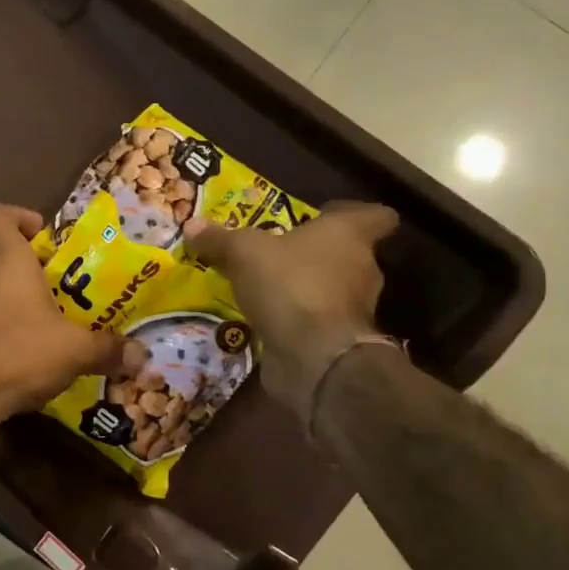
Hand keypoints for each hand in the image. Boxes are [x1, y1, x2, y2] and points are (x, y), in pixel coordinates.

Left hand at [0, 204, 127, 415]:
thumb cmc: (19, 351)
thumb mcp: (74, 350)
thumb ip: (107, 349)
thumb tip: (141, 355)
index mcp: (4, 259)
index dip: (18, 217)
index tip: (41, 236)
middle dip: (24, 272)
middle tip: (54, 295)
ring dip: (6, 303)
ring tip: (37, 330)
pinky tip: (11, 357)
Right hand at [182, 202, 399, 411]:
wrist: (314, 356)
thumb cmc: (289, 285)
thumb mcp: (243, 253)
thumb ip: (220, 239)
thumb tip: (192, 224)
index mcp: (348, 235)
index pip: (376, 216)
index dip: (354, 213)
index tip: (326, 215)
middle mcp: (361, 268)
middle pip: (348, 253)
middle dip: (317, 253)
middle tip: (280, 252)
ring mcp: (354, 308)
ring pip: (332, 288)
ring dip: (306, 287)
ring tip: (267, 287)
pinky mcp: (338, 340)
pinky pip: (317, 321)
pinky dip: (297, 319)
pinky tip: (266, 318)